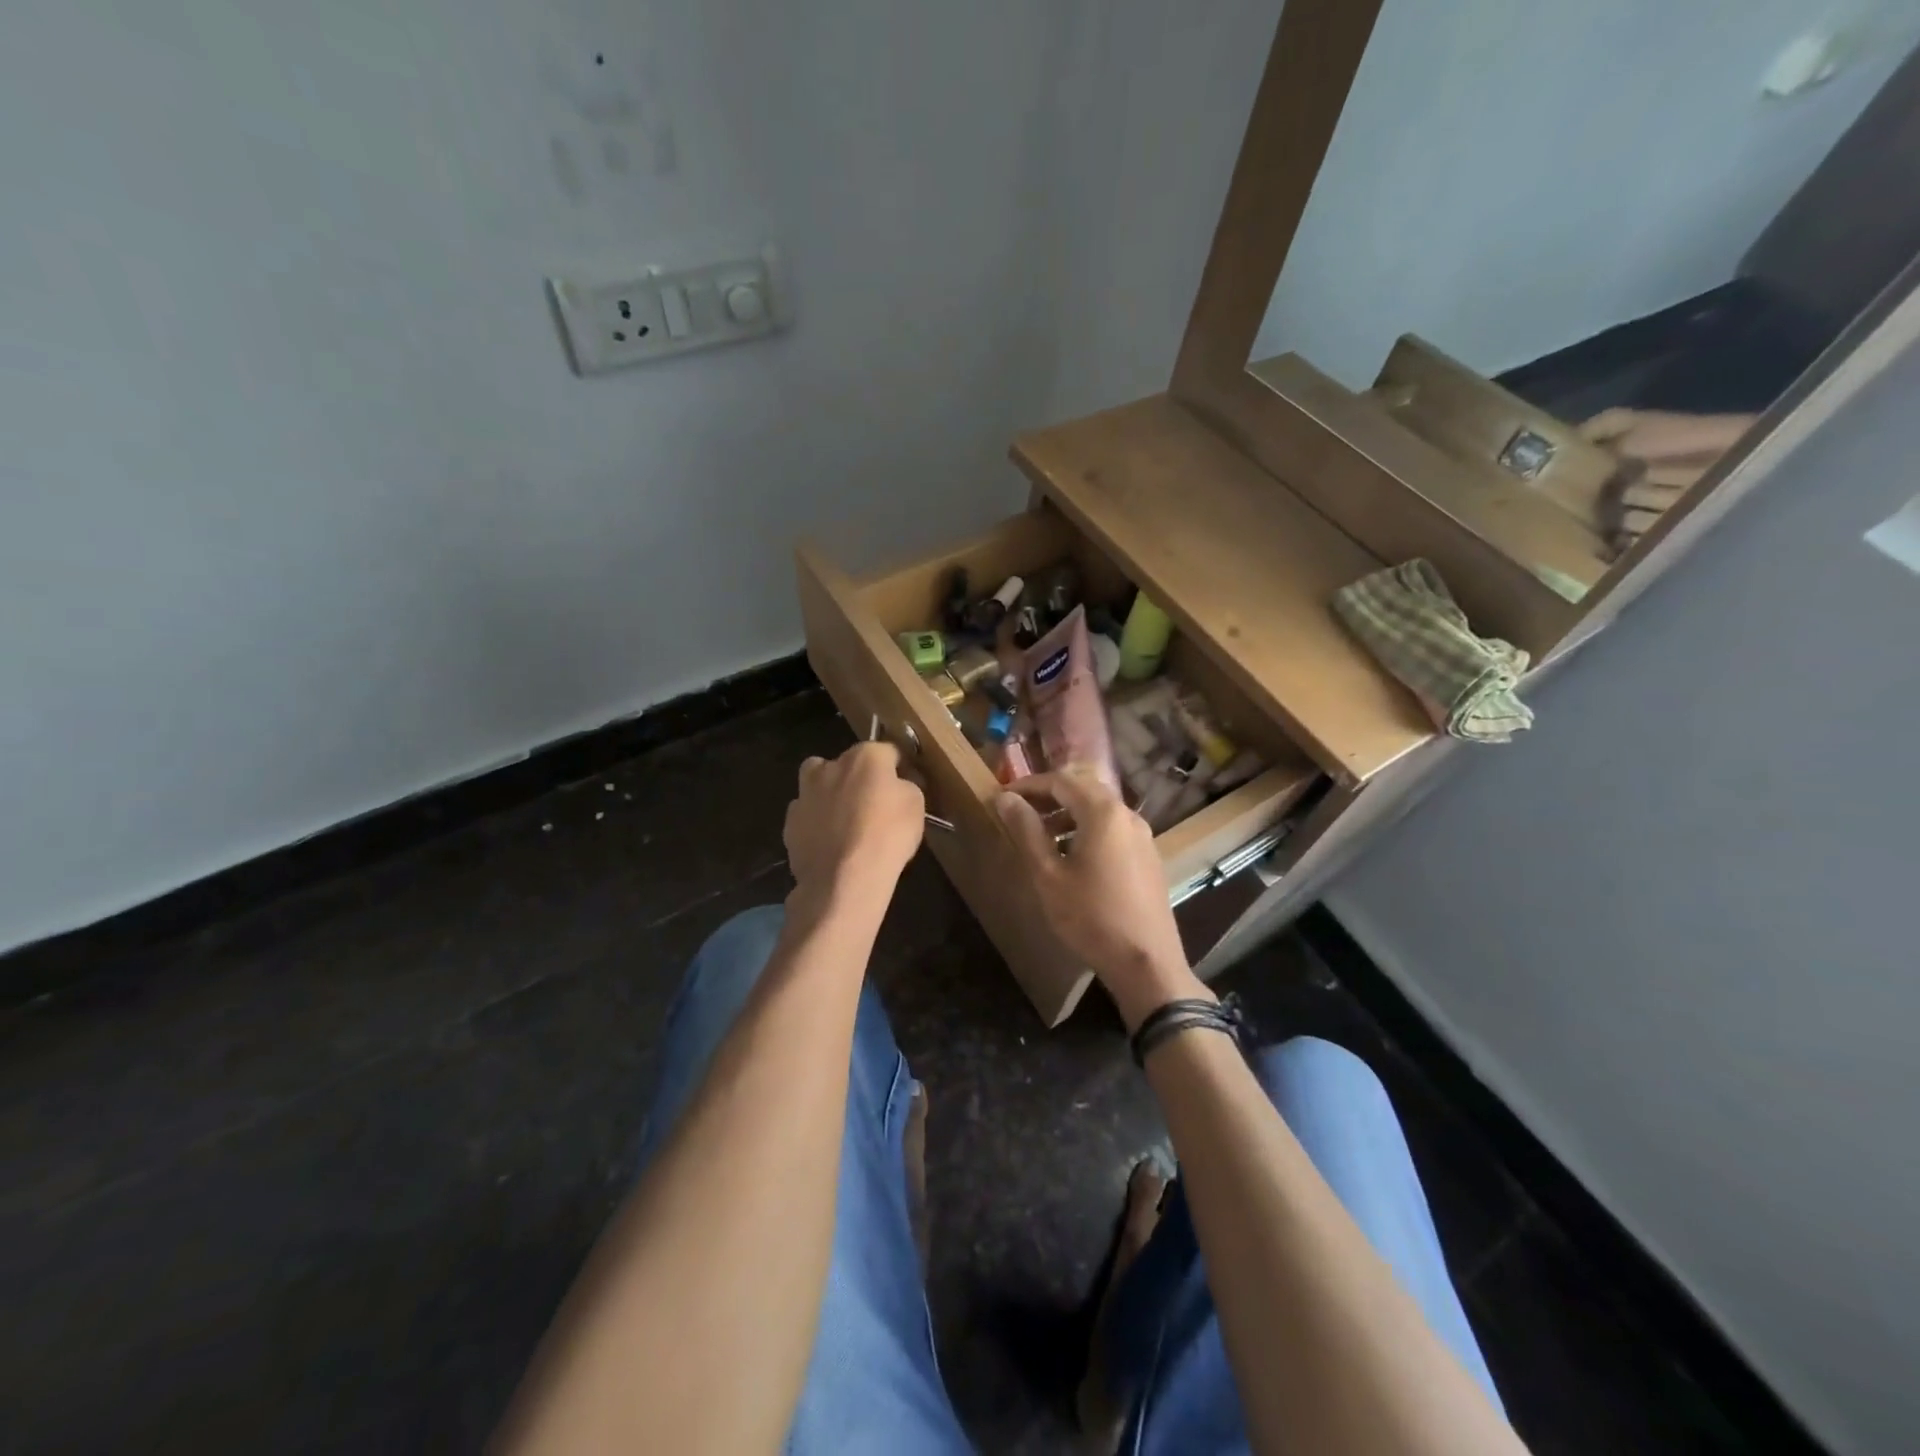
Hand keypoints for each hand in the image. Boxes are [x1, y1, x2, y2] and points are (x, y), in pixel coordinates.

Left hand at [785, 742, 925, 907]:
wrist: (844, 879)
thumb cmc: (887, 836)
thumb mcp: (916, 806)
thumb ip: (904, 786)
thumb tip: (896, 785)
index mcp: (865, 757)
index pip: (888, 751)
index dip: (899, 768)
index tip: (906, 785)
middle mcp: (830, 766)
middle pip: (846, 763)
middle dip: (857, 777)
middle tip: (871, 803)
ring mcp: (805, 794)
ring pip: (818, 785)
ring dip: (830, 795)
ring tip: (845, 823)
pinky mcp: (790, 823)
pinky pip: (807, 816)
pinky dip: (816, 824)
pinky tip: (829, 843)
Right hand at [995, 768, 1205, 1029]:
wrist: (1146, 962)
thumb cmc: (1090, 916)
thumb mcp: (1048, 874)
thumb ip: (1026, 831)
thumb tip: (1005, 798)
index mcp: (1103, 812)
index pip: (1061, 781)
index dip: (1028, 785)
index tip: (1002, 796)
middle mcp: (1127, 815)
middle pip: (1083, 790)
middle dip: (1048, 796)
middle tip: (1019, 811)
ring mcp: (1143, 836)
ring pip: (1099, 810)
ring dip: (1067, 814)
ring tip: (1039, 835)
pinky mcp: (1148, 857)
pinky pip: (1113, 829)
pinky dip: (1087, 830)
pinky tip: (1070, 856)